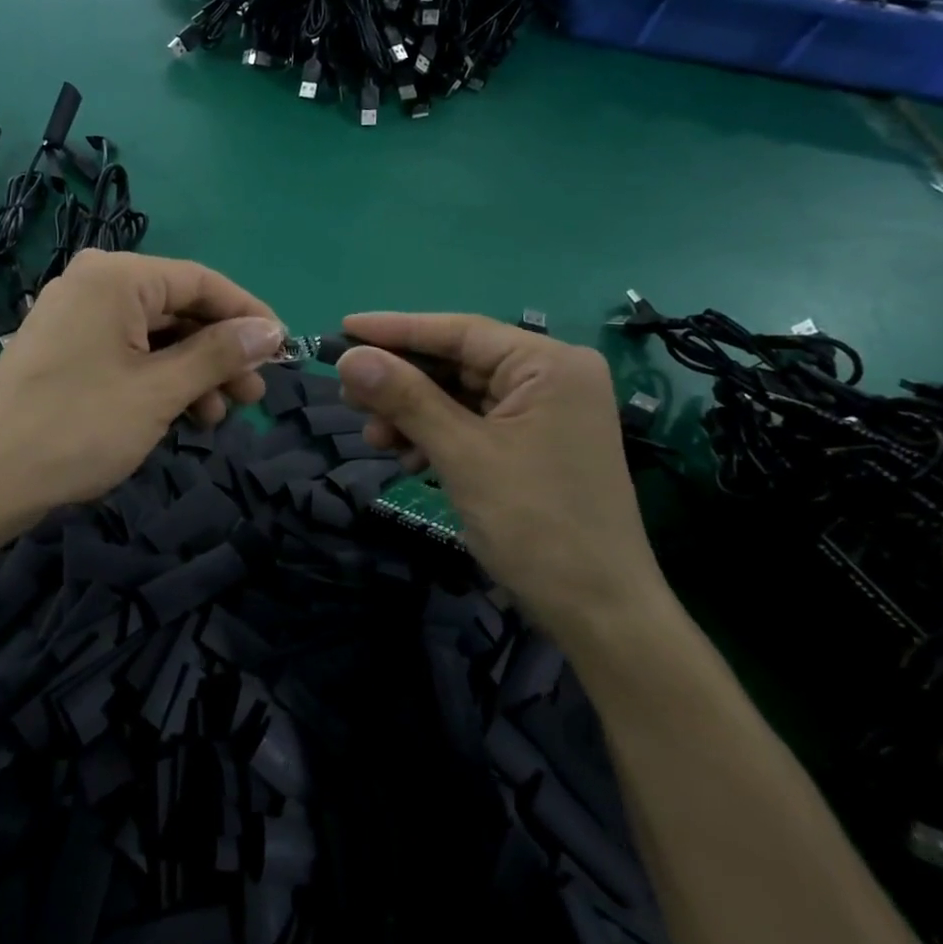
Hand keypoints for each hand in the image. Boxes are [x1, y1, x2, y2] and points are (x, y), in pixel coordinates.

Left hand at [0, 250, 281, 528]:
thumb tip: (271, 330)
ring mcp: (73, 317)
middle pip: (178, 308)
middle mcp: (93, 283)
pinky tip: (180, 417)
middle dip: (219, 353)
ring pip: (154, 336)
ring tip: (216, 419)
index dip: (248, 315)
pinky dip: (158, 381)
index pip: (201, 281)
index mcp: (115, 276)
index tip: (283, 351)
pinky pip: (126, 353)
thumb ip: (219, 354)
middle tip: (252, 397)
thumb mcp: (159, 390)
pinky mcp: (63, 349)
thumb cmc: (78, 427)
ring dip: (192, 374)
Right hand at [334, 313, 669, 640]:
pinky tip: (408, 460)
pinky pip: (471, 425)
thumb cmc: (536, 524)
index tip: (343, 328)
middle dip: (401, 382)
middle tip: (348, 394)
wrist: (599, 615)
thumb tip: (348, 358)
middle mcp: (550, 378)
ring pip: (458, 396)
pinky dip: (435, 437)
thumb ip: (405, 398)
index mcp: (549, 365)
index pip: (459, 332)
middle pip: (456, 363)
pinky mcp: (533, 446)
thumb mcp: (462, 453)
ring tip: (375, 439)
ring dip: (412, 414)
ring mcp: (544, 414)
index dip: (395, 330)